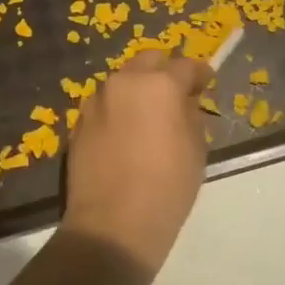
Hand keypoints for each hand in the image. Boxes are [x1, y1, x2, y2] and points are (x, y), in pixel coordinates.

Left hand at [62, 49, 213, 274]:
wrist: (113, 224)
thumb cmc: (167, 187)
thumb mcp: (196, 149)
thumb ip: (191, 115)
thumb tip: (185, 103)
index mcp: (159, 84)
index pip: (186, 66)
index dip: (200, 74)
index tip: (206, 84)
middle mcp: (124, 82)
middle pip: (148, 60)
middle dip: (164, 71)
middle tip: (176, 95)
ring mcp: (96, 101)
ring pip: (122, 81)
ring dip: (138, 90)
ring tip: (149, 116)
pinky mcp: (78, 122)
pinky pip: (104, 105)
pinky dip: (118, 110)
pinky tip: (126, 134)